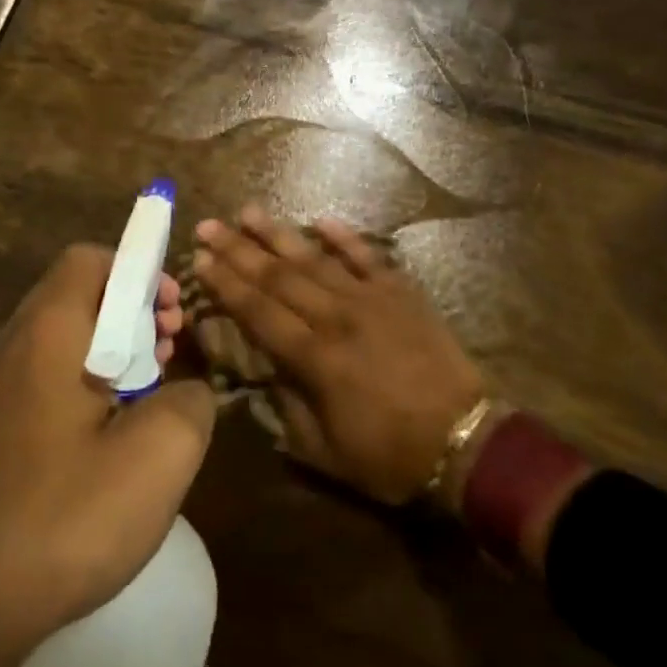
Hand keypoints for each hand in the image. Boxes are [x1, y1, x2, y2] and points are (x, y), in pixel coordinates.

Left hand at [0, 245, 214, 666]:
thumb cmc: (65, 519)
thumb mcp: (159, 457)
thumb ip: (190, 399)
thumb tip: (183, 388)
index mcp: (46, 335)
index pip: (89, 259)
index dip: (138, 271)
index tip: (171, 315)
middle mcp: (9, 348)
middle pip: (76, 295)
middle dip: (131, 312)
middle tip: (168, 354)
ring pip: (60, 338)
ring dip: (110, 350)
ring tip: (144, 398)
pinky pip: (40, 378)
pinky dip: (80, 384)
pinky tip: (103, 440)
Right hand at [193, 207, 484, 503]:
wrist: (467, 440)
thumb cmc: (392, 455)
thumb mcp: (326, 453)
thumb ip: (288, 410)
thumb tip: (264, 372)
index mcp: (315, 359)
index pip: (259, 312)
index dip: (226, 285)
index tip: (199, 260)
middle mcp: (336, 318)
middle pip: (278, 277)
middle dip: (238, 250)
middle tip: (209, 226)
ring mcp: (370, 299)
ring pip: (315, 258)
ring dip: (279, 234)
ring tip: (248, 211)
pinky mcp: (401, 291)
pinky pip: (367, 256)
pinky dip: (344, 237)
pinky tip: (321, 219)